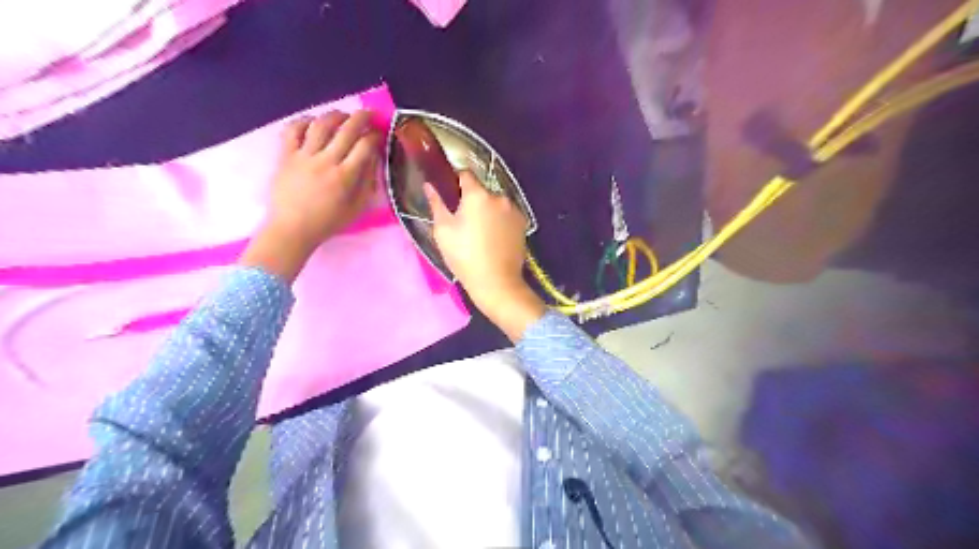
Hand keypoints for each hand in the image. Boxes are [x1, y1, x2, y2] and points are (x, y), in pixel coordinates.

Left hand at [240, 112, 382, 282]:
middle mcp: (326, 161)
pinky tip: (312, 122)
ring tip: (343, 115)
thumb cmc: (328, 222)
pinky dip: (304, 121)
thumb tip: (374, 160)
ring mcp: (304, 156)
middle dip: (361, 118)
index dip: (375, 137)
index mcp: (345, 176)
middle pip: (346, 130)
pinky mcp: (286, 155)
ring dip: (335, 115)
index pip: (365, 147)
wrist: (292, 229)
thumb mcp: (357, 208)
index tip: (379, 135)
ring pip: (321, 124)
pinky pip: (293, 130)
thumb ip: (368, 183)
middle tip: (369, 114)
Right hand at [425, 175, 547, 341]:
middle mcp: (499, 196)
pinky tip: (494, 238)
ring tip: (480, 232)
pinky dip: (500, 220)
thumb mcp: (443, 231)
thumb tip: (429, 185)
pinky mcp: (523, 224)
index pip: (465, 174)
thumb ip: (436, 203)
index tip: (450, 194)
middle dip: (472, 200)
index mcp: (477, 195)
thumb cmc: (464, 256)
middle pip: (482, 191)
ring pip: (496, 203)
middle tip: (463, 220)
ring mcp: (514, 210)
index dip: (456, 181)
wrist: (497, 282)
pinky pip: (507, 215)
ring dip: (488, 210)